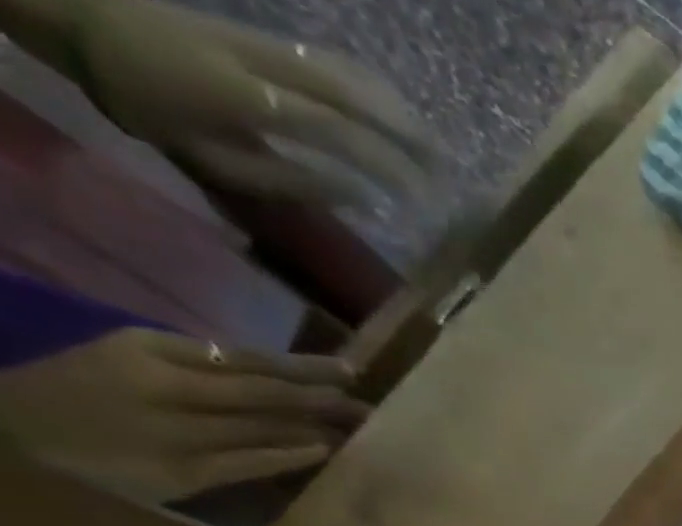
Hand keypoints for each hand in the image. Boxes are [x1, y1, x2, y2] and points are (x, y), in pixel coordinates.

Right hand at [0, 329, 367, 504]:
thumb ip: (198, 369)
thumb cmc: (79, 397)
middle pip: (264, 392)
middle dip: (323, 399)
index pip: (246, 357)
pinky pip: (246, 462)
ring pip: (262, 426)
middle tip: (370, 407)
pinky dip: (287, 456)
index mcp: (149, 349)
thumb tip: (278, 382)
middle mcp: (164, 385)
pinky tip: (322, 452)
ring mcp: (172, 430)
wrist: (9, 436)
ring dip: (315, 428)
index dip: (304, 366)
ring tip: (357, 430)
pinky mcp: (178, 471)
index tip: (351, 371)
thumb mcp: (129, 363)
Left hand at [70, 0, 439, 207]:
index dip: (388, 167)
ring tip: (436, 149)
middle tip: (448, 175)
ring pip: (350, 73)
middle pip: (354, 96)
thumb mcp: (216, 160)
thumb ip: (292, 180)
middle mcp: (265, 62)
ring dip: (399, 112)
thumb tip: (364, 198)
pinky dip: (376, 89)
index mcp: (248, 97)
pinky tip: (399, 113)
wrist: (83, 19)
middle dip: (408, 136)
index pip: (338, 133)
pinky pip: (335, 62)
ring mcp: (268, 43)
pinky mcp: (269, 38)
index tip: (422, 200)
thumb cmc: (149, 106)